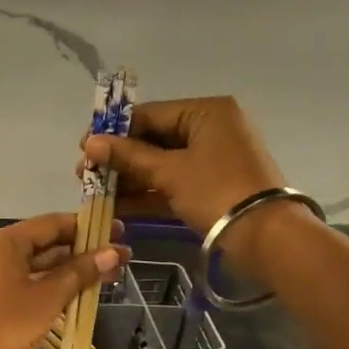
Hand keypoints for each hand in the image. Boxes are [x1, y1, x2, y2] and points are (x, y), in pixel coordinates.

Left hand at [0, 212, 127, 348]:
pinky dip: (55, 286)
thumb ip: (81, 272)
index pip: (54, 223)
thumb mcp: (49, 297)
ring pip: (40, 266)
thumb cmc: (6, 325)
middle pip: (48, 244)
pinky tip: (81, 294)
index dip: (88, 227)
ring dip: (73, 271)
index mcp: (6, 241)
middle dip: (84, 252)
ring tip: (110, 276)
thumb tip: (113, 252)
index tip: (119, 231)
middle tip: (122, 258)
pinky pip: (30, 283)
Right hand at [81, 97, 308, 259]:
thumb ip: (129, 157)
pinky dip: (150, 194)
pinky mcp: (213, 187)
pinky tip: (119, 206)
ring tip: (97, 193)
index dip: (114, 131)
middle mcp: (212, 129)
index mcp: (207, 112)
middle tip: (86, 174)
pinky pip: (174, 184)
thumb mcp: (170, 172)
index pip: (151, 114)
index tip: (84, 147)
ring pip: (163, 164)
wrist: (265, 236)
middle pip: (155, 139)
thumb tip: (90, 142)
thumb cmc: (217, 192)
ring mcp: (214, 160)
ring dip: (131, 179)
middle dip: (121, 159)